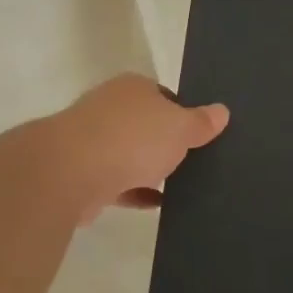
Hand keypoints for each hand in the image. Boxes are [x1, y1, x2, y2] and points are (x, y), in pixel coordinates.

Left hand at [46, 74, 229, 222]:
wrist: (70, 172)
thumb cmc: (132, 138)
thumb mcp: (180, 128)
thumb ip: (201, 122)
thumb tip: (222, 111)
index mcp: (132, 87)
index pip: (163, 95)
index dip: (183, 113)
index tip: (200, 135)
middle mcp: (109, 107)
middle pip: (145, 124)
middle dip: (164, 142)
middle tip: (193, 162)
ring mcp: (92, 140)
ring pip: (129, 154)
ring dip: (149, 169)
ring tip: (180, 186)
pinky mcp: (83, 173)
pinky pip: (118, 182)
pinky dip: (136, 192)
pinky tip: (158, 204)